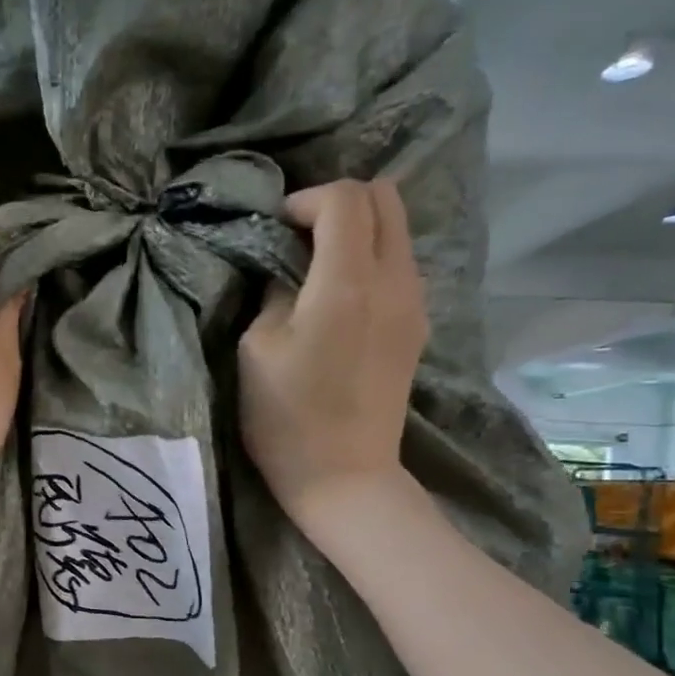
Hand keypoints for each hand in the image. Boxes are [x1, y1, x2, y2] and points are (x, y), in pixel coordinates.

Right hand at [239, 179, 425, 521]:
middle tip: (297, 237)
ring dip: (357, 232)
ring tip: (315, 267)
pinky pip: (399, 267)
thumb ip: (274, 293)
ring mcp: (414, 304)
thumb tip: (286, 271)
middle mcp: (394, 281)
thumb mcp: (257, 349)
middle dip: (338, 204)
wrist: (343, 476)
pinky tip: (339, 297)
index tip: (274, 229)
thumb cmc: (287, 418)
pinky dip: (370, 261)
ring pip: (397, 231)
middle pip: (385, 199)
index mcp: (347, 282)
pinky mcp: (417, 327)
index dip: (304, 200)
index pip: (344, 199)